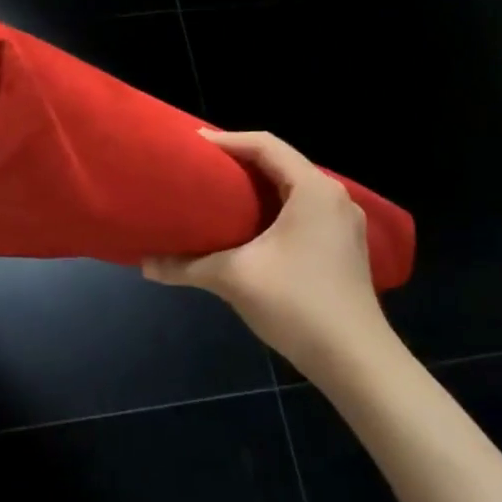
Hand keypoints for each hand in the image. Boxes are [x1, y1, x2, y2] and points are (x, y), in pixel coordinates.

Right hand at [144, 131, 397, 383]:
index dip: (226, 139)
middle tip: (199, 166)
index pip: (266, 145)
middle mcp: (334, 198)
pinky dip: (272, 206)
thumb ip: (184, 266)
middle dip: (239, 161)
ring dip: (257, 185)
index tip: (191, 145)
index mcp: (313, 190)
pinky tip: (249, 226)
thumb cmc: (296, 304)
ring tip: (218, 191)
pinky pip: (302, 209)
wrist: (357, 362)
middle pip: (281, 162)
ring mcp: (343, 224)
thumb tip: (144, 264)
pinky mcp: (343, 247)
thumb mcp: (232, 278)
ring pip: (293, 188)